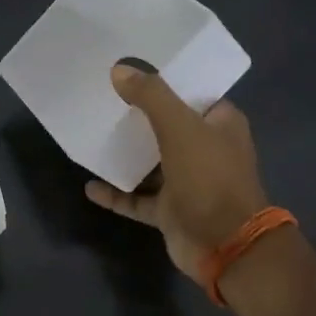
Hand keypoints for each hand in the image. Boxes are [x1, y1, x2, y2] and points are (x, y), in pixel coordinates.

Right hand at [83, 64, 271, 287]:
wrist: (225, 246)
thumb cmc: (209, 178)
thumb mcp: (180, 127)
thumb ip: (151, 96)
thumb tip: (119, 70)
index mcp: (220, 125)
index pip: (192, 94)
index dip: (165, 82)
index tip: (132, 70)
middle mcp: (207, 150)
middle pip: (167, 126)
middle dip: (138, 116)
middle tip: (103, 98)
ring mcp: (188, 183)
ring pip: (151, 163)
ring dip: (126, 154)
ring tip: (93, 135)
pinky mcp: (170, 211)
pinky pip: (137, 198)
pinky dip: (116, 193)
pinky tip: (90, 185)